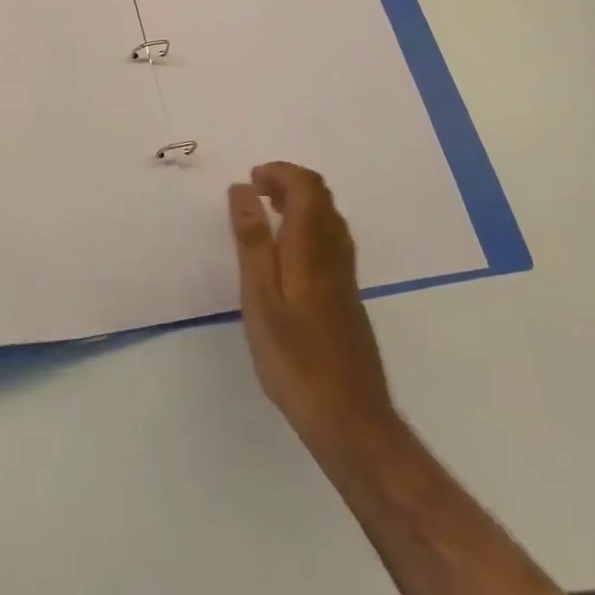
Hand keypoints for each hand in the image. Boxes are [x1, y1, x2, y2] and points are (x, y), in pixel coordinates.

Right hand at [229, 162, 399, 456]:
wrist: (351, 421)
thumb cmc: (295, 359)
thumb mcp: (259, 297)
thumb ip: (252, 240)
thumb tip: (243, 189)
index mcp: (312, 249)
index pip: (307, 187)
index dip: (280, 172)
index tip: (250, 181)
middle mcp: (335, 255)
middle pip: (322, 198)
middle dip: (288, 183)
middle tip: (254, 192)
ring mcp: (345, 278)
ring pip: (329, 220)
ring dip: (299, 204)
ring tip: (265, 215)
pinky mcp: (347, 298)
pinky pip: (330, 242)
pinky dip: (306, 228)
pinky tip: (286, 255)